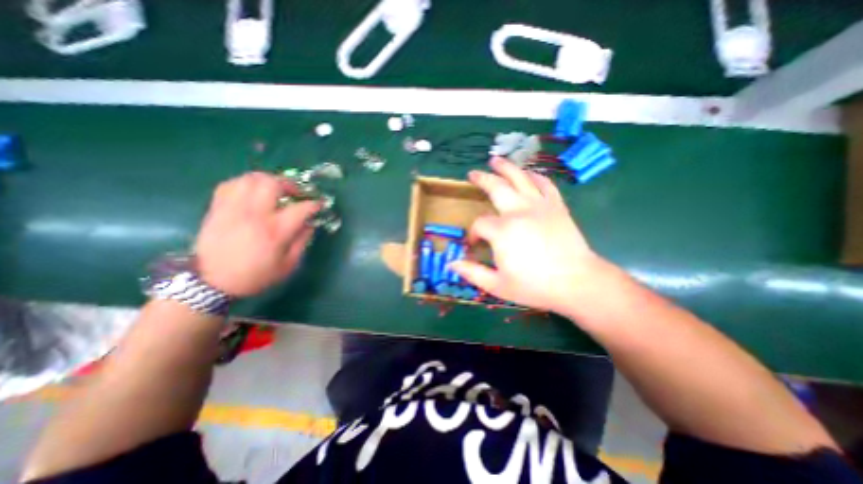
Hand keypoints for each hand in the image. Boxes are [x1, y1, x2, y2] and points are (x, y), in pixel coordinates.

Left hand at [191, 171, 319, 296]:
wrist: (211, 283)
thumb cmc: (256, 276)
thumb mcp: (288, 265)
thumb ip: (302, 241)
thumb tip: (309, 223)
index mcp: (275, 231)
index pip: (300, 208)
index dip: (314, 204)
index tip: (319, 204)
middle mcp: (254, 214)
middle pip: (272, 183)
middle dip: (289, 184)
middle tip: (295, 194)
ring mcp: (233, 209)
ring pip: (250, 178)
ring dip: (268, 181)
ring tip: (275, 190)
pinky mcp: (218, 209)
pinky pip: (231, 184)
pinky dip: (246, 184)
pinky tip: (253, 192)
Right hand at [452, 157, 605, 311]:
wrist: (577, 283)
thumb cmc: (535, 286)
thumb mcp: (497, 285)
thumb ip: (472, 273)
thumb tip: (451, 264)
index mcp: (502, 231)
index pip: (479, 224)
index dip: (473, 233)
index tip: (474, 245)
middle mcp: (518, 211)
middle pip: (496, 187)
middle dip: (482, 180)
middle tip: (472, 174)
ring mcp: (539, 206)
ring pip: (520, 178)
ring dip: (506, 167)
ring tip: (496, 160)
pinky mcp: (557, 206)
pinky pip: (545, 184)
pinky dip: (536, 176)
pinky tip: (529, 174)